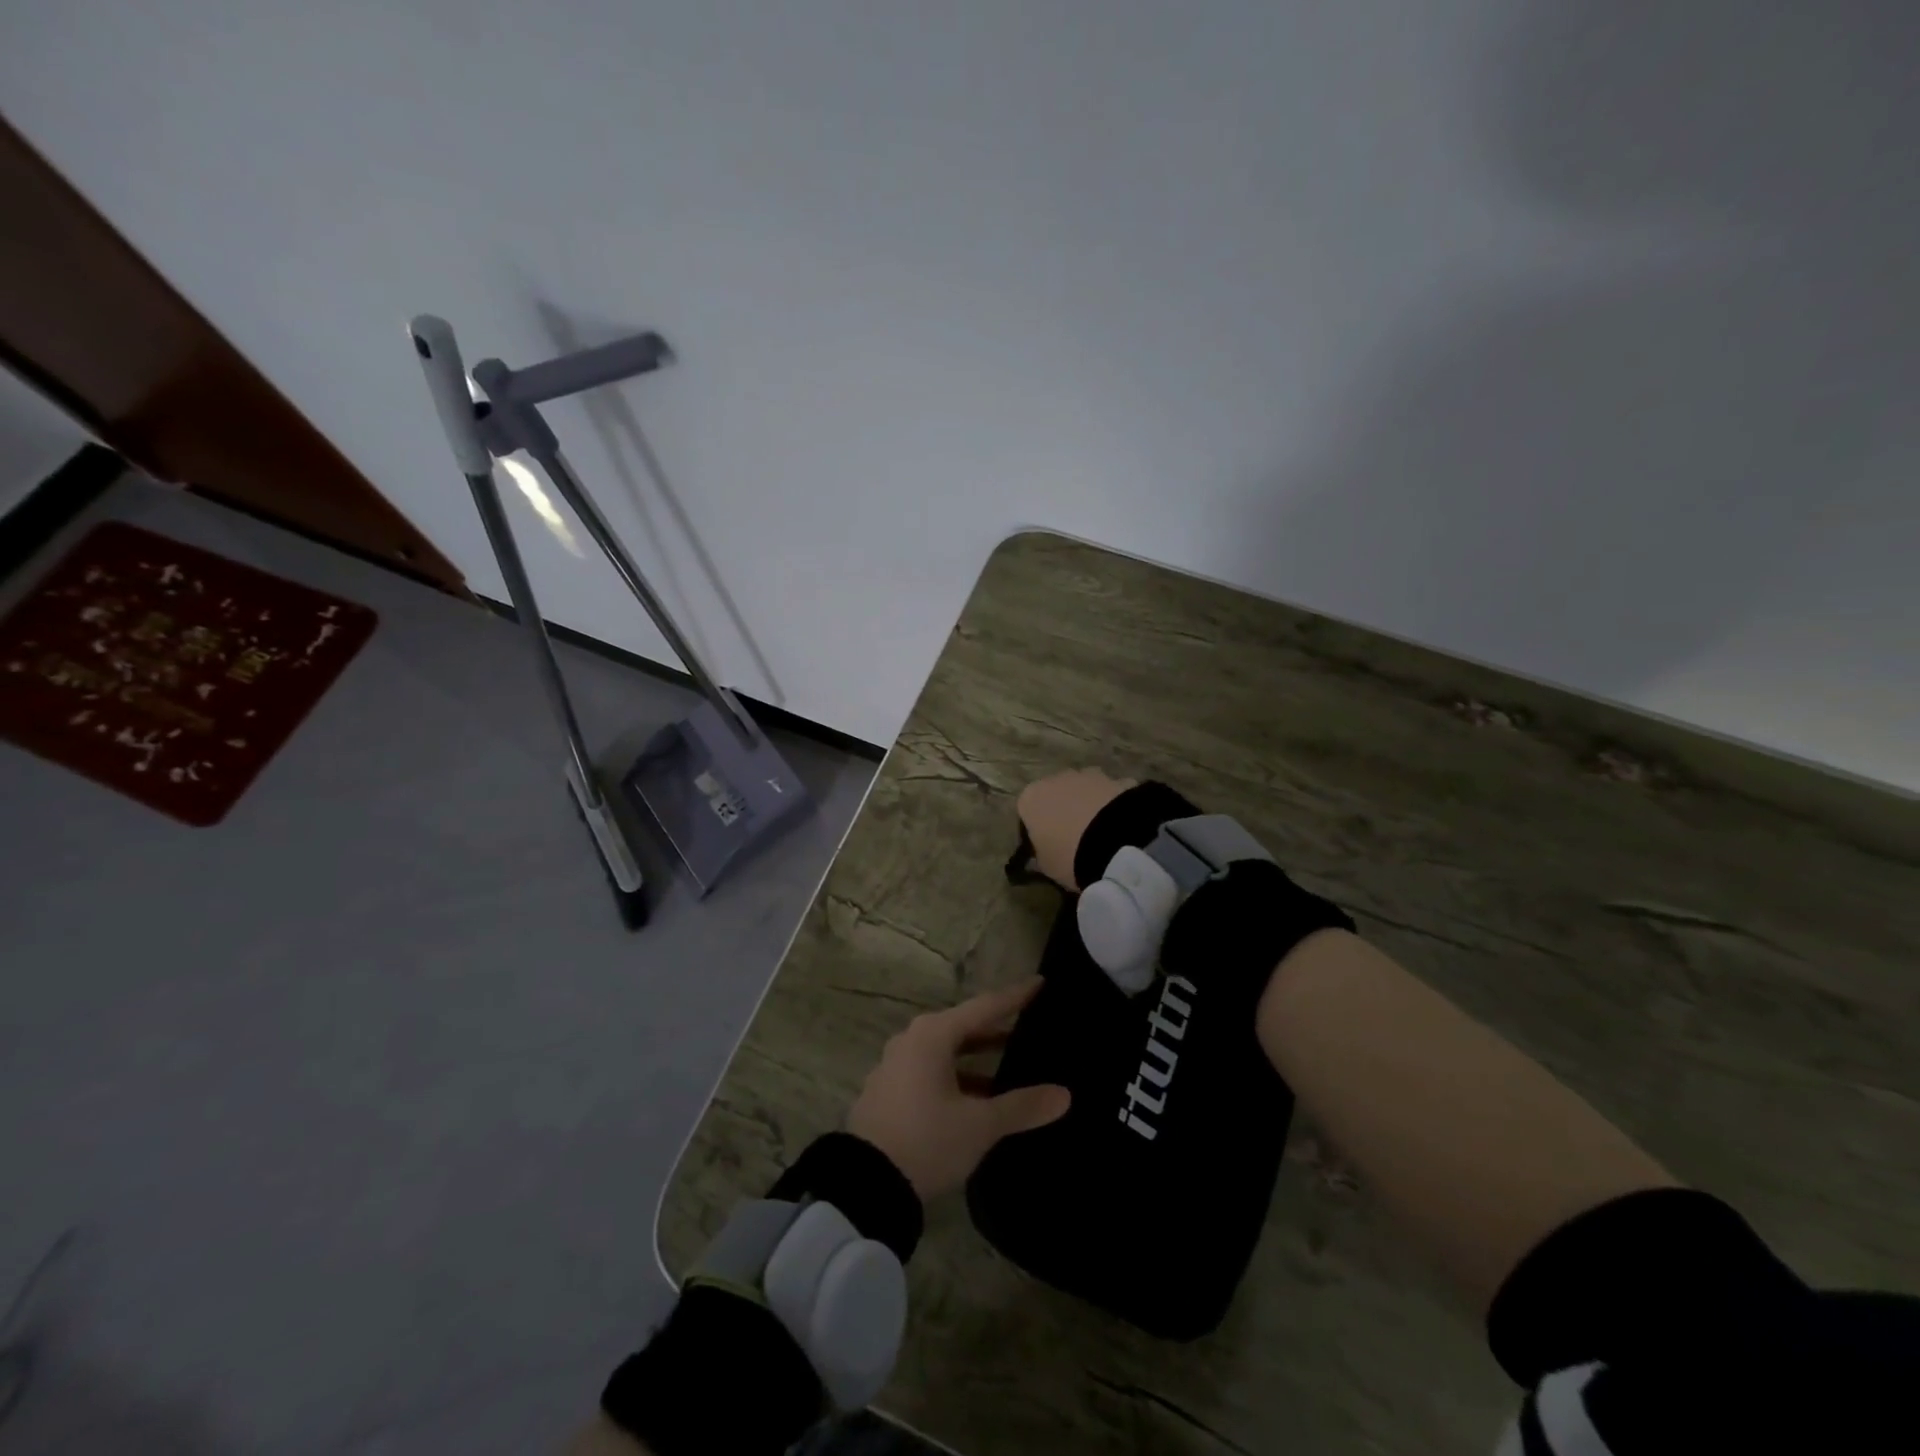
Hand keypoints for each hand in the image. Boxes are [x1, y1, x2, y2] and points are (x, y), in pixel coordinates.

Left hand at [846, 980, 1071, 1200]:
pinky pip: (931, 1070)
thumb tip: (1064, 1095)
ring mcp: (896, 1065)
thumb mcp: (980, 1125)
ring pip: (946, 1051)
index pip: (984, 1007)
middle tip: (1029, 1026)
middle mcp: (912, 1040)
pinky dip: (958, 1074)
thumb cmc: (927, 1140)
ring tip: (1010, 1064)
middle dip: (996, 1028)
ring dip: (976, 1057)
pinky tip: (978, 1096)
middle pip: (963, 1026)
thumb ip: (1022, 1106)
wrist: (865, 1184)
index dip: (1014, 997)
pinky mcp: (889, 1091)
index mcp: (933, 1035)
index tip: (1040, 983)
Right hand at [1015, 769, 1136, 889]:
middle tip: (1074, 841)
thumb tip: (1040, 855)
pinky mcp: (1117, 778)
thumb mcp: (1046, 866)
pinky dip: (1111, 806)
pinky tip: (1120, 828)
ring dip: (1087, 806)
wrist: (1118, 842)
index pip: (1026, 813)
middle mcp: (1055, 779)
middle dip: (1062, 813)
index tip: (1047, 848)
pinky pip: (1108, 795)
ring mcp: (1087, 775)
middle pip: (1054, 796)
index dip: (1036, 831)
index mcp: (1030, 799)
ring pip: (1082, 792)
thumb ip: (1040, 856)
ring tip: (1100, 835)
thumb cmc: (1069, 855)